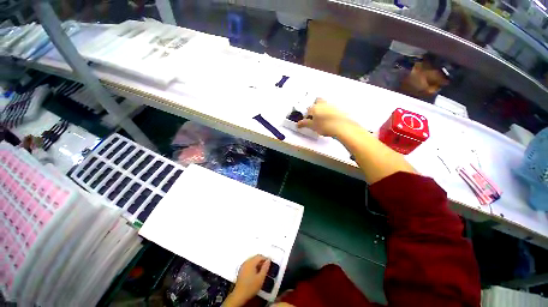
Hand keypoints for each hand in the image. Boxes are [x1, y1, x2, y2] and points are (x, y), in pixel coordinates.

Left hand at [224, 255, 270, 306]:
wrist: (240, 295)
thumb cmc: (251, 287)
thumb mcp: (261, 278)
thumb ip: (265, 268)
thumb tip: (268, 260)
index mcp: (251, 262)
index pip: (259, 256)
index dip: (265, 258)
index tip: (270, 263)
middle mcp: (246, 262)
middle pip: (255, 257)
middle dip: (261, 261)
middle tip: (266, 267)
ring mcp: (243, 266)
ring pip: (252, 261)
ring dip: (257, 264)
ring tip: (262, 270)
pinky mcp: (241, 270)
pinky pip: (248, 264)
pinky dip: (253, 266)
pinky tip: (255, 273)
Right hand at [297, 98, 355, 136]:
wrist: (341, 127)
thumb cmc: (325, 125)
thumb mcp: (312, 126)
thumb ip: (304, 124)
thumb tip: (298, 124)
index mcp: (315, 107)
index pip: (308, 109)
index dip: (307, 115)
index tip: (308, 120)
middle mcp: (323, 104)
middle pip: (317, 101)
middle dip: (315, 106)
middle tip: (315, 116)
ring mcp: (332, 105)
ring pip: (325, 104)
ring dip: (323, 109)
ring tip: (322, 119)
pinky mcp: (339, 109)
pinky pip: (333, 108)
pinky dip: (330, 112)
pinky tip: (330, 120)